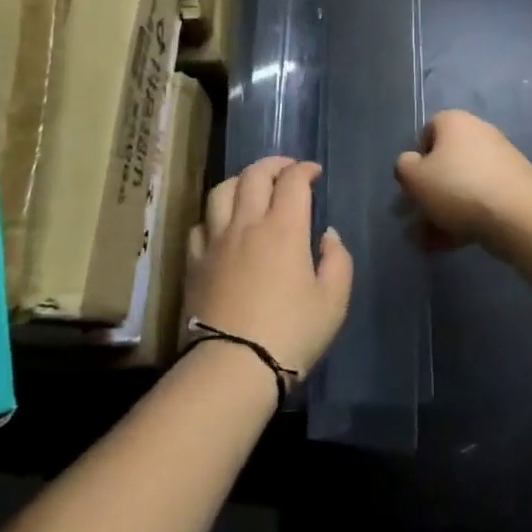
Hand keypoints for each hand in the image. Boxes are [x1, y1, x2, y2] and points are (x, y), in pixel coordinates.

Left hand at [186, 157, 352, 376]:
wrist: (233, 367)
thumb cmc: (291, 333)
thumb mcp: (333, 301)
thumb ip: (337, 260)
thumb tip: (327, 235)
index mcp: (284, 227)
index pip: (292, 180)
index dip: (304, 169)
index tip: (314, 172)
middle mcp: (247, 223)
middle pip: (254, 175)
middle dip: (273, 164)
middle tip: (286, 169)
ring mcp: (216, 240)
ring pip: (221, 190)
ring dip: (240, 181)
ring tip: (251, 187)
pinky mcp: (194, 262)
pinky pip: (200, 223)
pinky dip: (215, 215)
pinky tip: (222, 225)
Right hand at [396, 111, 531, 252]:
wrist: (517, 215)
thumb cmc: (457, 188)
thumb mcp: (413, 177)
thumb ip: (403, 167)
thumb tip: (411, 164)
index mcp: (455, 122)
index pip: (427, 132)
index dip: (416, 159)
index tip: (412, 185)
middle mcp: (479, 133)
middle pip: (445, 163)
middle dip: (428, 193)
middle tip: (416, 219)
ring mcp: (500, 160)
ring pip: (461, 186)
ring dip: (443, 212)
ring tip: (430, 242)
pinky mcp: (514, 187)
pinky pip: (480, 200)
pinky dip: (464, 218)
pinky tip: (450, 244)